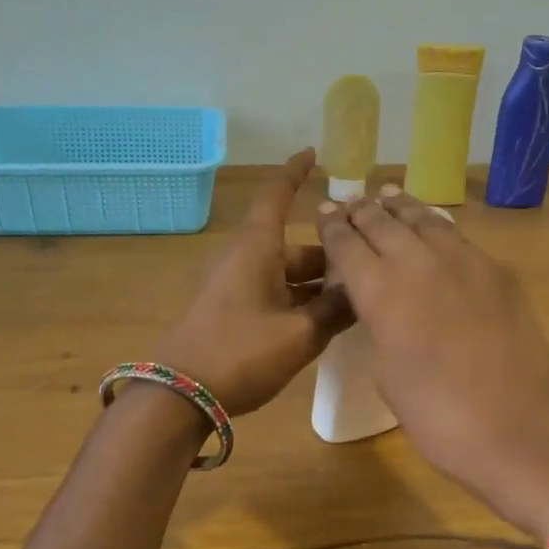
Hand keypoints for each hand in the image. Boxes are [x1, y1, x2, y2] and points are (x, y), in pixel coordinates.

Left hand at [154, 150, 352, 415]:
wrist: (179, 395)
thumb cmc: (241, 353)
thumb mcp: (300, 334)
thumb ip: (336, 310)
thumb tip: (364, 290)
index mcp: (257, 248)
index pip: (277, 196)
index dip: (295, 172)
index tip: (313, 153)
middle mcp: (245, 258)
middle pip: (295, 246)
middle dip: (330, 257)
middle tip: (370, 269)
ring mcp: (234, 285)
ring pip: (286, 273)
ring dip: (318, 285)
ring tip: (356, 302)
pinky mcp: (230, 310)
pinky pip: (273, 293)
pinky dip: (299, 300)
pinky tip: (324, 323)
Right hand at [316, 185, 548, 534]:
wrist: (518, 424)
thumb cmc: (437, 414)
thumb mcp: (387, 372)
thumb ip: (379, 326)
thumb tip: (384, 308)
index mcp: (379, 290)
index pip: (346, 244)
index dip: (332, 227)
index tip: (324, 213)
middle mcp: (416, 262)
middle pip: (382, 222)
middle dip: (362, 210)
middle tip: (350, 202)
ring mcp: (462, 260)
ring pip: (423, 219)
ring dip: (400, 207)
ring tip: (387, 195)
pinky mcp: (496, 270)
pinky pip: (456, 236)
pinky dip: (436, 225)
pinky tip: (433, 226)